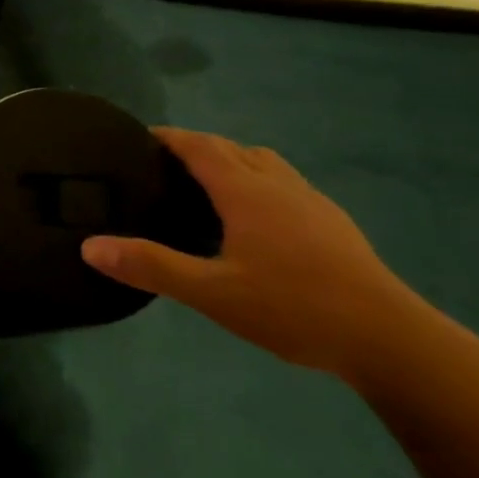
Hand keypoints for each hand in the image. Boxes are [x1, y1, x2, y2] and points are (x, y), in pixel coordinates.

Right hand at [81, 127, 441, 381]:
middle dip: (196, 148)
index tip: (138, 138)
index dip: (167, 137)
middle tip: (162, 168)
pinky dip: (258, 186)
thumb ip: (150, 266)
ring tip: (206, 190)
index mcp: (247, 192)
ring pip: (265, 164)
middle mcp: (279, 186)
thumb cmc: (292, 308)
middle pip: (233, 149)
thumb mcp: (211, 292)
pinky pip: (285, 186)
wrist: (389, 340)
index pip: (200, 146)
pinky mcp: (334, 225)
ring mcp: (313, 203)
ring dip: (232, 163)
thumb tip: (89, 246)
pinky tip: (254, 225)